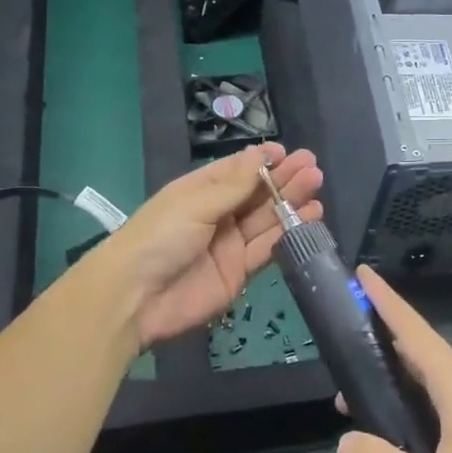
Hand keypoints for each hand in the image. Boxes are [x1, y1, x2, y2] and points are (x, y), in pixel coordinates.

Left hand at [99, 144, 321, 347]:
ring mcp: (229, 244)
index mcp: (200, 191)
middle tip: (312, 167)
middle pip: (256, 193)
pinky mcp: (239, 272)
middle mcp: (217, 214)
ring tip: (317, 185)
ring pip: (266, 219)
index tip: (288, 153)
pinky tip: (310, 216)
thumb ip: (234, 185)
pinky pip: (268, 248)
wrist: (135, 299)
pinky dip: (289, 233)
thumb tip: (261, 154)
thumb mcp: (195, 203)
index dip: (262, 161)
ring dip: (291, 202)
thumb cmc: (159, 237)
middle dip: (284, 179)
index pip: (236, 170)